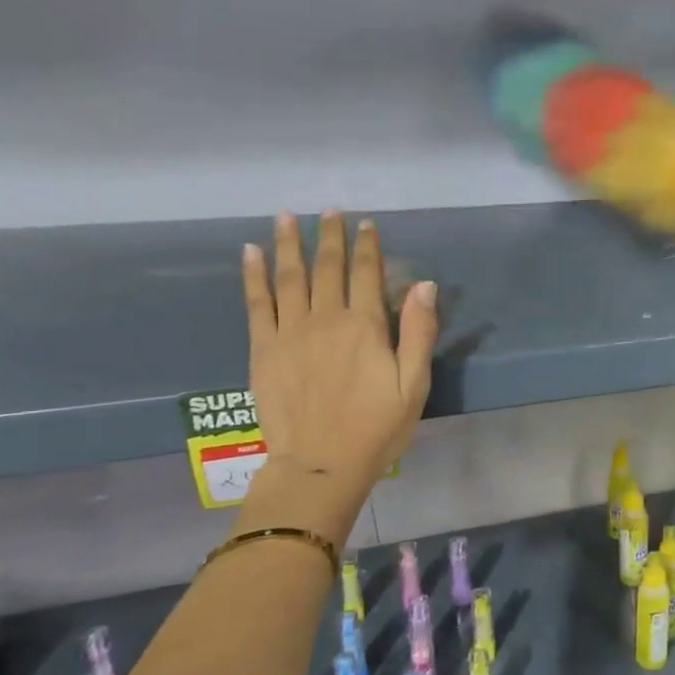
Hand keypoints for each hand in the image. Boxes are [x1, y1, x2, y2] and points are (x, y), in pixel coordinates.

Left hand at [241, 212, 437, 534]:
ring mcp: (290, 332)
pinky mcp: (263, 349)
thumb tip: (424, 285)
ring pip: (289, 277)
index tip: (367, 223)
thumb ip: (418, 332)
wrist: (321, 464)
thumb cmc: (377, 428)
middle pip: (327, 267)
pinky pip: (257, 303)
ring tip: (285, 217)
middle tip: (328, 210)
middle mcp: (325, 319)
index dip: (367, 245)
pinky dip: (253, 275)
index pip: (366, 273)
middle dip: (329, 236)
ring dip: (288, 244)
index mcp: (365, 326)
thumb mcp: (414, 384)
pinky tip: (250, 253)